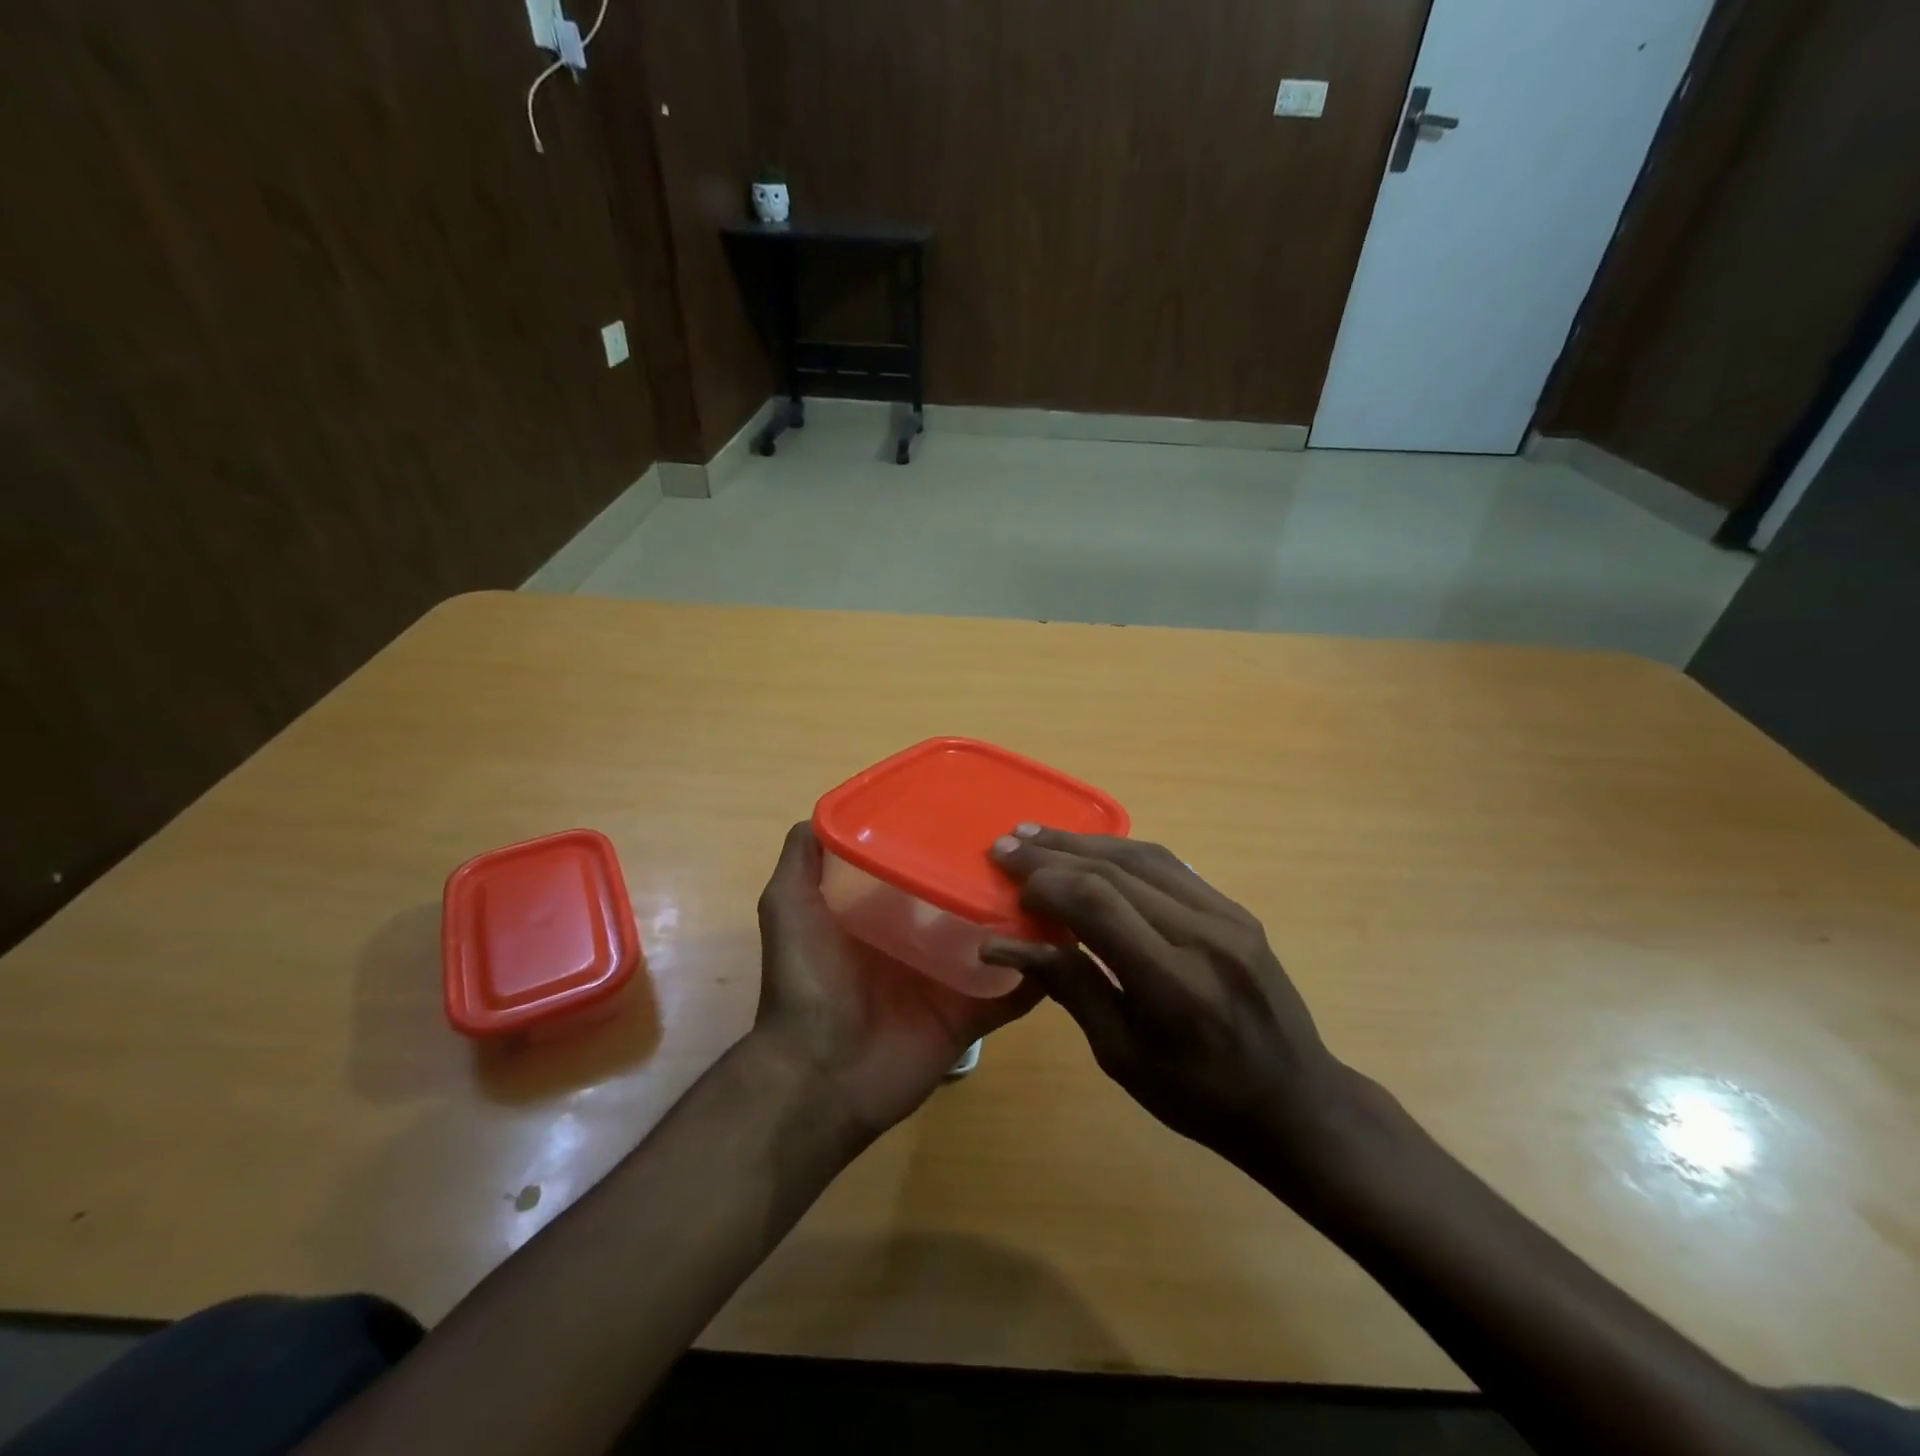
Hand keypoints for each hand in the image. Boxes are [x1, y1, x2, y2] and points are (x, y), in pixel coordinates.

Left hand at [752, 822, 1042, 1137]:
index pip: (925, 868)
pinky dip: (1041, 971)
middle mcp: (921, 940)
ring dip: (1028, 918)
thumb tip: (828, 813)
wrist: (818, 1074)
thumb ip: (802, 859)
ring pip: (999, 941)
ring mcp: (950, 979)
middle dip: (997, 876)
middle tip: (1036, 845)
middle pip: (968, 901)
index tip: (982, 810)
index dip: (949, 843)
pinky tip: (1068, 940)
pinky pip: (1015, 990)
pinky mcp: (971, 1015)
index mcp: (884, 913)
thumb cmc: (806, 981)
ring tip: (1063, 881)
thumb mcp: (788, 906)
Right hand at [981, 826, 1366, 1183]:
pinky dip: (1120, 852)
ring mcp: (1226, 915)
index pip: (1097, 904)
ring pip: (1142, 856)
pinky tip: (1091, 850)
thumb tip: (1004, 945)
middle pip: (1115, 870)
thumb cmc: (1200, 1098)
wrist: (1297, 1101)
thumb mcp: (1123, 1057)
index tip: (1009, 887)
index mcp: (1173, 983)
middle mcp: (1202, 934)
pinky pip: (1169, 865)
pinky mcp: (1235, 908)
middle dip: (1053, 853)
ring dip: (1083, 842)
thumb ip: (1070, 988)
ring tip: (1037, 836)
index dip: (1046, 884)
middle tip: (1005, 845)